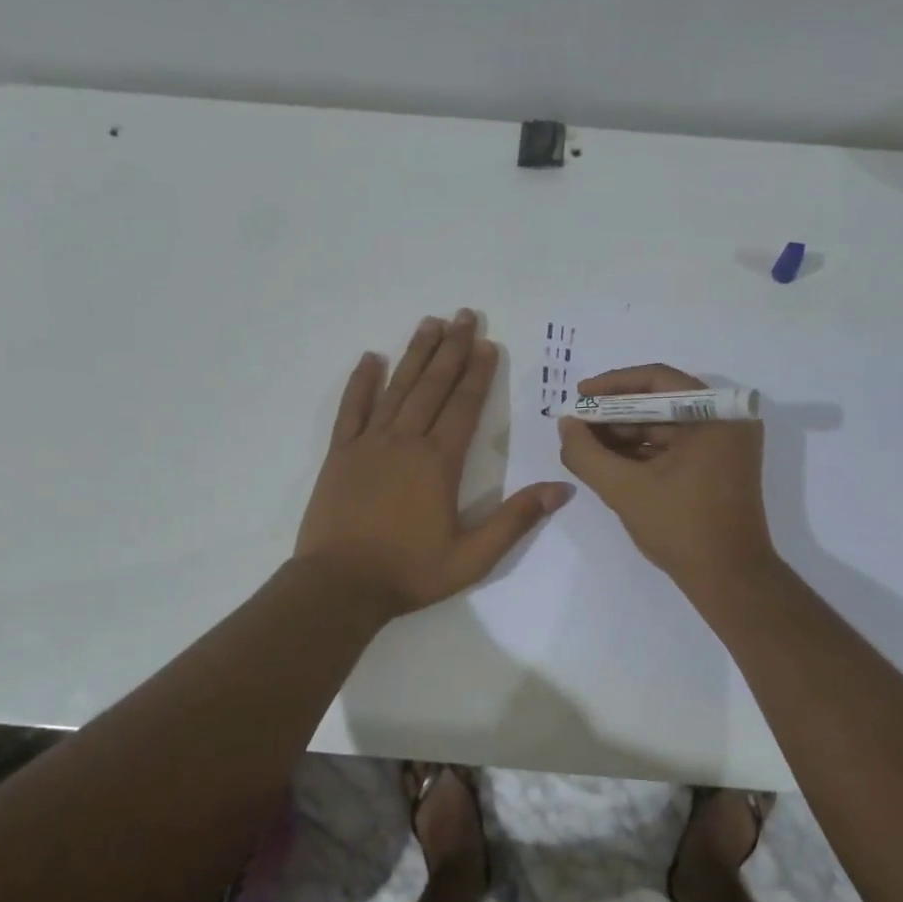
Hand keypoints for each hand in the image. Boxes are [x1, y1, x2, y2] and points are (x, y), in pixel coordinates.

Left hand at [296, 310, 573, 618]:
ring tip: (429, 323)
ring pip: (396, 388)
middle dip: (451, 349)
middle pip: (432, 386)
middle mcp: (405, 441)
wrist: (340, 586)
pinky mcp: (340, 454)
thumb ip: (516, 520)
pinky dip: (361, 383)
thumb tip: (562, 488)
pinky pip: (351, 409)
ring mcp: (368, 444)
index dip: (479, 374)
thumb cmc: (409, 572)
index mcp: (439, 463)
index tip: (488, 344)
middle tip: (464, 315)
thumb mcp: (473, 557)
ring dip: (415, 354)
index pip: (464, 406)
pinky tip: (369, 359)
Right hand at [557, 364, 776, 596]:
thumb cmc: (681, 528)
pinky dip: (643, 452)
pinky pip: (675, 447)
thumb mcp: (624, 489)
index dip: (611, 386)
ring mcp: (725, 444)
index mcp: (716, 414)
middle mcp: (727, 420)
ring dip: (625, 435)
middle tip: (577, 426)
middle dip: (615, 414)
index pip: (656, 379)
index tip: (578, 397)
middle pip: (660, 402)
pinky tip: (609, 462)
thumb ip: (587, 454)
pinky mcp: (719, 466)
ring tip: (585, 447)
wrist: (729, 579)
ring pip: (665, 426)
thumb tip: (566, 425)